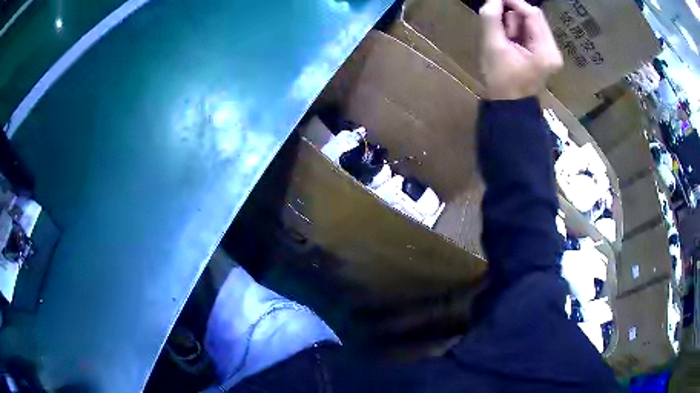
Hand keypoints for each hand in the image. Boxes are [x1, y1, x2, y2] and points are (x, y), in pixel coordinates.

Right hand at [479, 0, 562, 99]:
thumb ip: (492, 18)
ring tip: (504, 39)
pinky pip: (531, 32)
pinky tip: (510, 41)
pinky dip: (517, 30)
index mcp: (546, 51)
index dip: (513, 2)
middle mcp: (553, 50)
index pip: (532, 14)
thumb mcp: (492, 46)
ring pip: (531, 23)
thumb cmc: (500, 79)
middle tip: (499, 27)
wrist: (508, 105)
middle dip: (513, 16)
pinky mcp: (545, 54)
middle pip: (534, 17)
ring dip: (514, 24)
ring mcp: (550, 52)